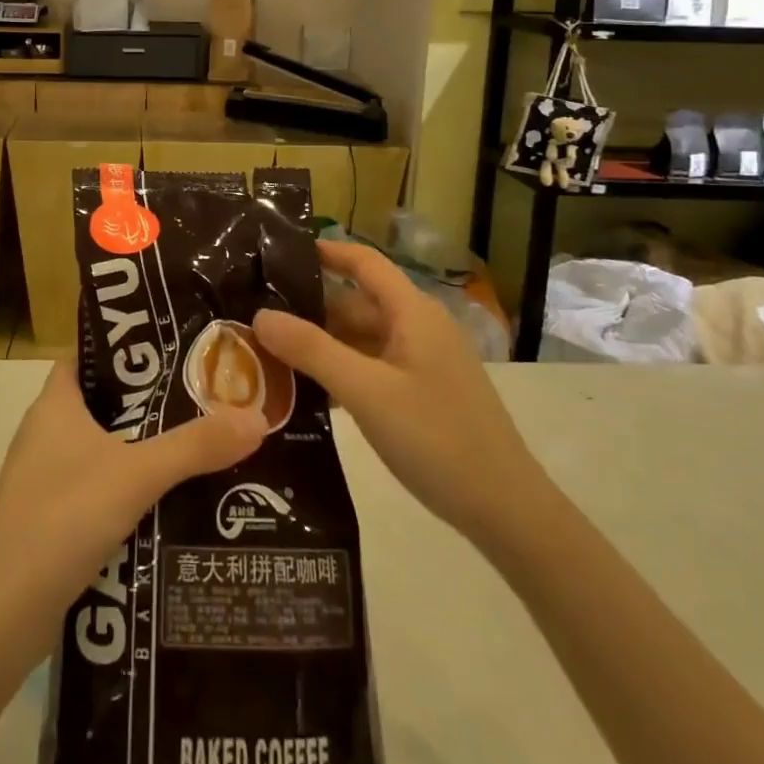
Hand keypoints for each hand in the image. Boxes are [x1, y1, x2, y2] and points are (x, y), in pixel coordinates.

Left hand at [0, 362, 265, 610]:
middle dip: (148, 401)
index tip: (174, 349)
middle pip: (102, 402)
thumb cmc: (64, 516)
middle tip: (201, 397)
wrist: (2, 612)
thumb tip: (257, 417)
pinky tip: (165, 501)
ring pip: (100, 447)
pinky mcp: (48, 518)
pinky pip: (95, 486)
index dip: (126, 350)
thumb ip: (196, 446)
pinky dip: (126, 488)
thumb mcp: (138, 474)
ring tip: (195, 445)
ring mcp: (43, 477)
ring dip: (141, 447)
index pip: (89, 356)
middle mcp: (45, 432)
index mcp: (55, 403)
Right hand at [253, 241, 545, 546]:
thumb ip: (312, 350)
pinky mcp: (424, 394)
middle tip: (258, 315)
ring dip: (322, 344)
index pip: (364, 262)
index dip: (326, 251)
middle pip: (357, 303)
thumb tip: (260, 315)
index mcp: (413, 313)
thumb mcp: (366, 392)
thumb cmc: (436, 438)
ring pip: (363, 339)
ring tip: (270, 352)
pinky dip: (341, 371)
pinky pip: (373, 368)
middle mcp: (419, 328)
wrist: (506, 511)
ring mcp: (423, 363)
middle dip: (310, 308)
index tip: (279, 252)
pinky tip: (308, 391)